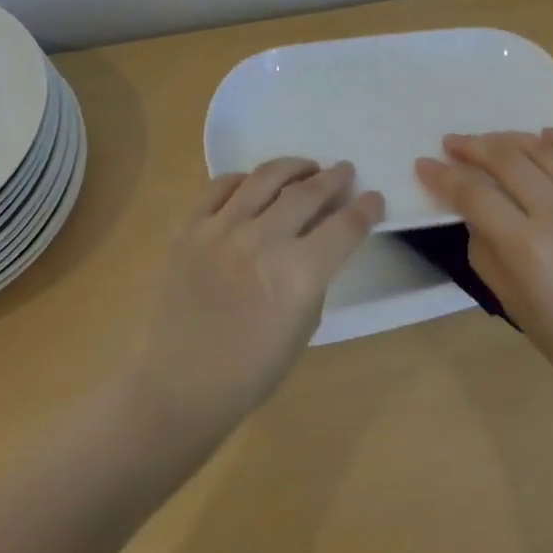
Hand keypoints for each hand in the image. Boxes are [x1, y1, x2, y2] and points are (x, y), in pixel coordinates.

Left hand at [122, 159, 383, 447]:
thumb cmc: (249, 371)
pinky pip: (220, 187)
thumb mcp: (303, 327)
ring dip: (294, 167)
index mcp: (298, 274)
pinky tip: (254, 184)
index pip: (345, 227)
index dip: (365, 209)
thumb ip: (316, 277)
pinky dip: (244, 179)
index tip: (374, 198)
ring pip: (265, 177)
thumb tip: (321, 242)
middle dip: (334, 178)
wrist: (177, 385)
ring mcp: (221, 229)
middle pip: (308, 192)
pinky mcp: (190, 228)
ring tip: (306, 168)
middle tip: (345, 171)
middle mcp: (263, 241)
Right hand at [416, 130, 552, 411]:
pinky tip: (548, 134)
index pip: (474, 195)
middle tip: (453, 143)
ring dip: (513, 139)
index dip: (444, 176)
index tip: (425, 165)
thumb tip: (476, 214)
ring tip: (493, 140)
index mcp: (528, 248)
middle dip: (473, 146)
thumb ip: (486, 253)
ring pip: (547, 151)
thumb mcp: (513, 306)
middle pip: (508, 161)